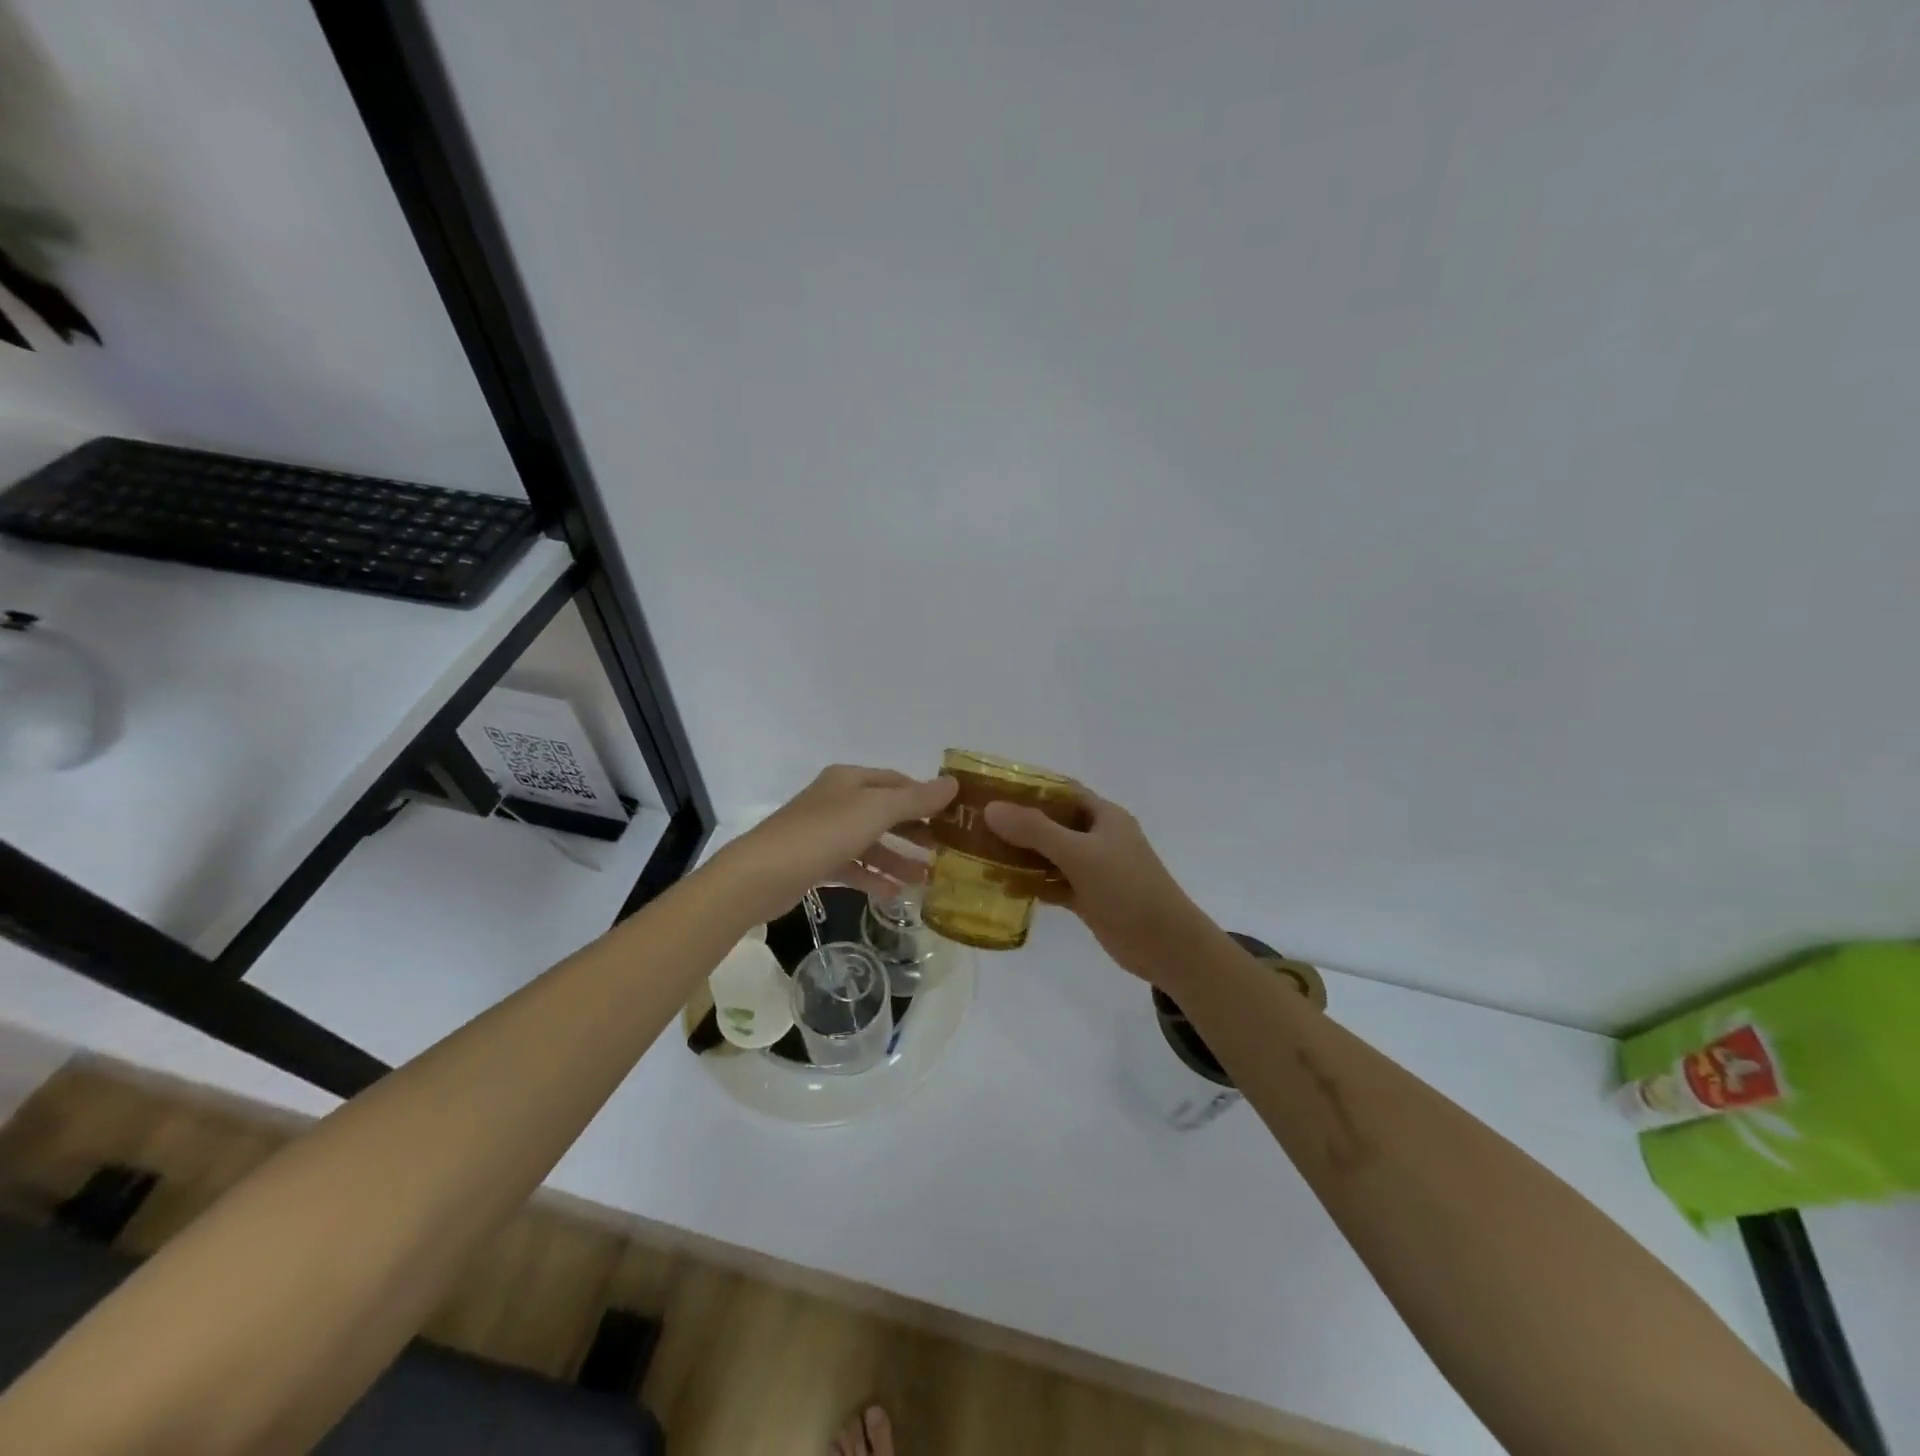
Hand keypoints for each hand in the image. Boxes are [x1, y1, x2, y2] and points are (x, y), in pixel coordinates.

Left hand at [714, 765, 957, 925]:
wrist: (760, 875)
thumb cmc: (822, 834)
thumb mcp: (875, 811)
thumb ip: (915, 800)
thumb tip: (953, 784)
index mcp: (850, 780)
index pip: (897, 782)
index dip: (925, 797)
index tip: (953, 817)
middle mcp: (837, 800)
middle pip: (885, 812)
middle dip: (915, 831)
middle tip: (945, 851)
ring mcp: (824, 832)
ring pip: (871, 842)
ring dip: (898, 858)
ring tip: (926, 879)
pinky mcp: (815, 862)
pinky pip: (853, 866)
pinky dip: (874, 877)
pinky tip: (894, 894)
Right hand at [984, 788, 1216, 986]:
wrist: (1166, 945)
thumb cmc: (1127, 888)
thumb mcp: (1080, 854)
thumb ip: (1036, 831)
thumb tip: (991, 809)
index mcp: (1103, 816)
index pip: (1061, 791)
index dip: (1029, 787)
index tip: (992, 789)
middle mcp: (1097, 837)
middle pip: (1051, 823)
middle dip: (1017, 823)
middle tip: (977, 824)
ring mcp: (1093, 869)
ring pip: (1050, 855)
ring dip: (1020, 855)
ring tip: (980, 855)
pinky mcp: (1088, 897)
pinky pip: (1053, 884)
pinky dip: (1032, 884)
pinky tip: (1003, 887)